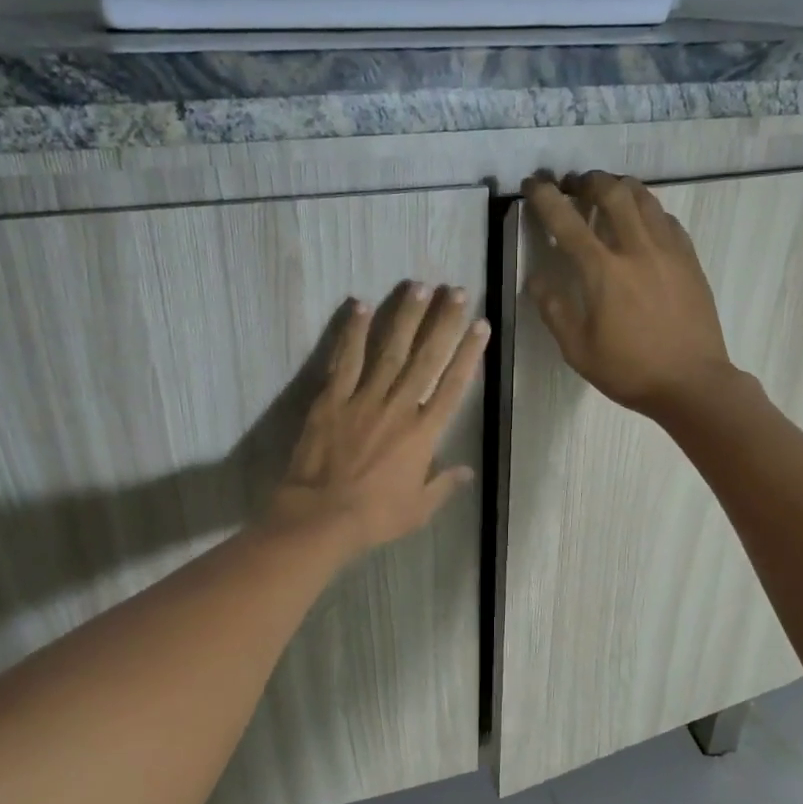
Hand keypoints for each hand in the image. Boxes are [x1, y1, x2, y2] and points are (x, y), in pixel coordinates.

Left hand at [268, 283, 488, 554]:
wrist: (322, 517)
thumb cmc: (375, 517)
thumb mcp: (419, 509)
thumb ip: (444, 485)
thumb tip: (467, 471)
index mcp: (424, 433)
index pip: (453, 385)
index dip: (468, 353)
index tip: (480, 325)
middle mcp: (399, 407)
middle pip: (426, 357)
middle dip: (443, 322)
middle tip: (455, 290)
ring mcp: (364, 399)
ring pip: (389, 350)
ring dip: (405, 316)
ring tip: (418, 286)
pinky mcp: (332, 400)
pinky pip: (345, 361)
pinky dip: (353, 333)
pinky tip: (361, 306)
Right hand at [523, 172, 736, 417]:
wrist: (692, 383)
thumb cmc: (630, 371)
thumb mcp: (578, 351)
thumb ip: (554, 310)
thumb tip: (535, 279)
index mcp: (604, 272)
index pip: (567, 221)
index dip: (546, 198)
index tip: (534, 184)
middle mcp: (637, 249)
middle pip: (612, 193)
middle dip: (588, 181)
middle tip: (574, 184)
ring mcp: (669, 251)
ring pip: (645, 198)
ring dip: (620, 187)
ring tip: (607, 192)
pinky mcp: (690, 259)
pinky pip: (667, 219)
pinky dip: (648, 210)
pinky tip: (641, 222)